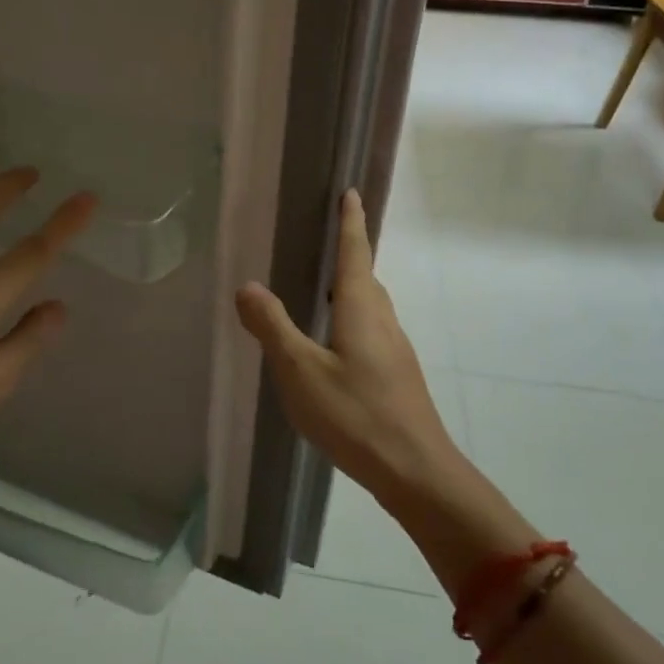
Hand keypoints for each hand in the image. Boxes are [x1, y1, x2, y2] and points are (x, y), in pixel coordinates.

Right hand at [234, 189, 458, 496]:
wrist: (415, 471)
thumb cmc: (355, 414)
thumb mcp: (300, 371)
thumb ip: (272, 327)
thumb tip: (248, 285)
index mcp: (360, 309)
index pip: (355, 252)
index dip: (350, 222)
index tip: (350, 193)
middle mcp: (383, 321)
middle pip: (366, 277)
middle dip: (350, 254)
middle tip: (328, 238)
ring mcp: (394, 350)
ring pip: (371, 306)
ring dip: (351, 288)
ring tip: (324, 289)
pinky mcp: (397, 375)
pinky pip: (372, 330)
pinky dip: (353, 319)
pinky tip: (335, 345)